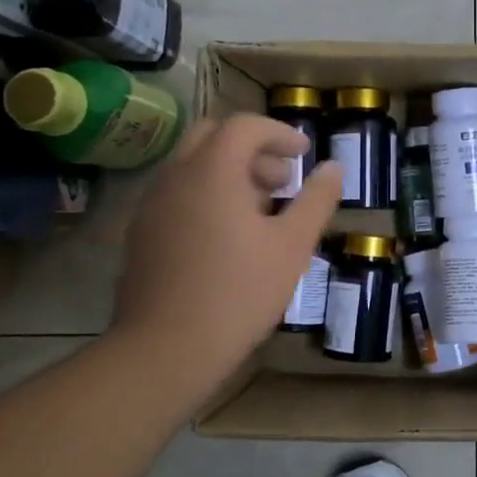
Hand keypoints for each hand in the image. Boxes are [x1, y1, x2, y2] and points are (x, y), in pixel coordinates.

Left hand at [108, 114, 341, 409]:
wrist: (166, 349)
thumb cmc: (239, 292)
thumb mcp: (292, 245)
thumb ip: (317, 199)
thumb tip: (334, 167)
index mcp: (212, 171)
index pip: (245, 126)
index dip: (279, 133)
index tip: (304, 153)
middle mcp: (175, 177)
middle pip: (212, 137)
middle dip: (252, 150)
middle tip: (281, 181)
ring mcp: (151, 206)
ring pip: (192, 166)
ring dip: (229, 173)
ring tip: (262, 212)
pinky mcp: (141, 234)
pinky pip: (178, 195)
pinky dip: (207, 195)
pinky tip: (228, 238)